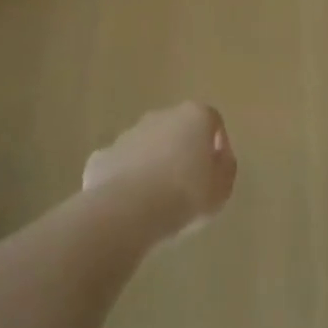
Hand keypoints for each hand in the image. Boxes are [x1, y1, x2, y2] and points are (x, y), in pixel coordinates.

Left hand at [84, 101, 237, 237]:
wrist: (127, 211)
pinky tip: (129, 205)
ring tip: (157, 199)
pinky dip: (125, 179)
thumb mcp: (222, 188)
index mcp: (194, 116)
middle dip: (182, 151)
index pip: (212, 120)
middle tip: (187, 185)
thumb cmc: (185, 195)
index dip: (218, 143)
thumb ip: (225, 168)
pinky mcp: (102, 157)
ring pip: (146, 145)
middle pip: (177, 129)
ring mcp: (127, 134)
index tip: (216, 170)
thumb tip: (219, 158)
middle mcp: (160, 116)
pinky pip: (120, 165)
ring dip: (153, 164)